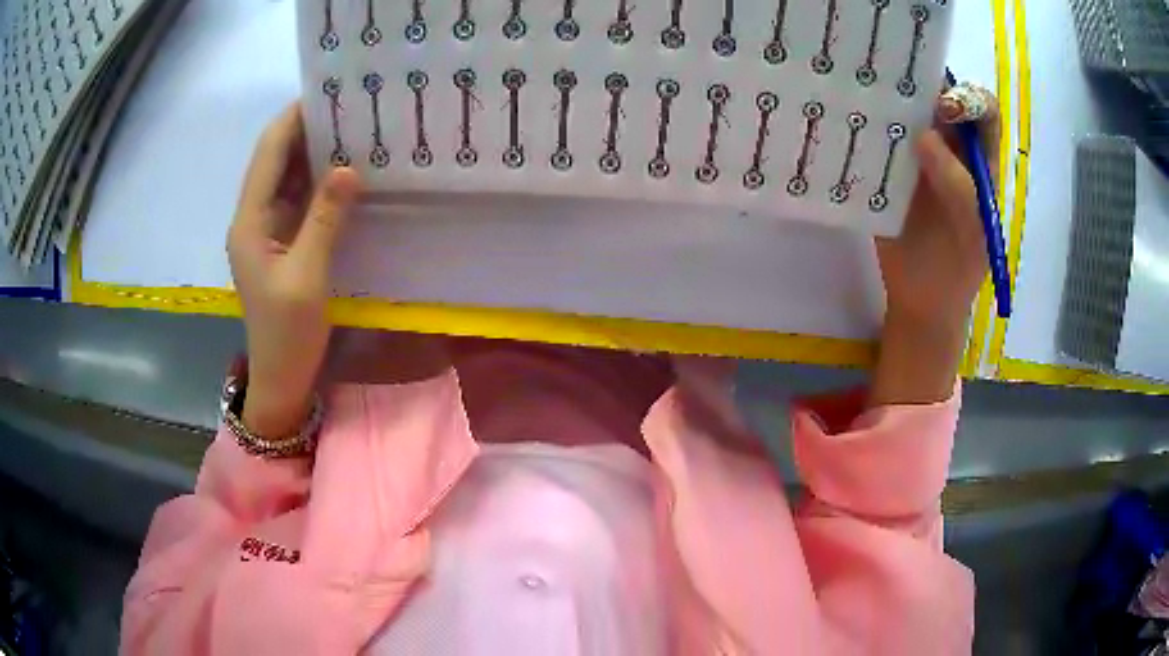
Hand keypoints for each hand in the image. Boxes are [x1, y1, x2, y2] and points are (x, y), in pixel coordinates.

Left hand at [227, 104, 360, 437]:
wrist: (281, 377)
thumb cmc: (288, 332)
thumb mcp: (307, 276)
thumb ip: (325, 219)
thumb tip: (348, 167)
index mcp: (249, 221)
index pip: (268, 153)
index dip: (293, 119)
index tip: (328, 92)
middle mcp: (254, 217)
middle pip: (276, 159)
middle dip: (307, 129)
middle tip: (350, 105)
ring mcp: (268, 229)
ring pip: (288, 176)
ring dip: (315, 151)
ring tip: (353, 127)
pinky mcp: (283, 241)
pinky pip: (299, 198)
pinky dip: (319, 180)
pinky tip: (345, 169)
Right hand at [871, 84, 999, 405]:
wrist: (922, 300)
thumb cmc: (960, 266)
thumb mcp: (973, 229)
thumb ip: (958, 185)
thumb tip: (925, 135)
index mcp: (979, 157)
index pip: (982, 109)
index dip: (968, 99)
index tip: (945, 110)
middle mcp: (948, 145)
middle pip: (939, 96)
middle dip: (923, 84)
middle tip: (898, 91)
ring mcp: (914, 153)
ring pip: (905, 109)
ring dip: (890, 98)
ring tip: (868, 94)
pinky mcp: (884, 166)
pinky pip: (876, 137)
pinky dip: (865, 126)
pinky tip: (849, 124)